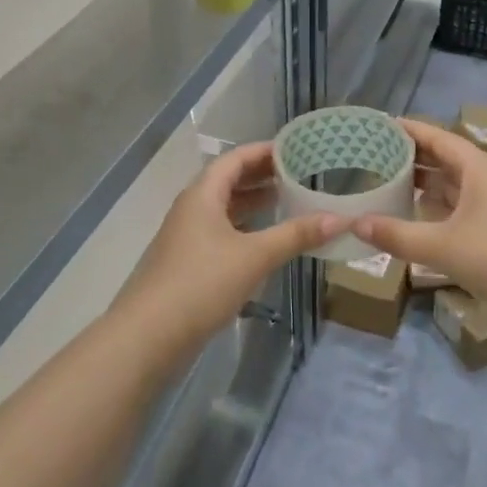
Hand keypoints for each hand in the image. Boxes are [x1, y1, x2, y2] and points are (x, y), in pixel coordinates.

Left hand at [120, 143, 342, 342]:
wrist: (147, 337)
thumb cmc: (201, 284)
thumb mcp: (254, 257)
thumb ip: (295, 235)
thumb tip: (339, 219)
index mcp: (202, 195)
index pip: (235, 159)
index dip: (265, 151)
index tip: (296, 149)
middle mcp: (191, 208)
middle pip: (228, 180)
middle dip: (262, 175)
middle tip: (299, 173)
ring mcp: (186, 237)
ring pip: (224, 208)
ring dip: (253, 202)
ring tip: (288, 201)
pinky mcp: (187, 263)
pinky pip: (220, 232)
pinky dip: (244, 228)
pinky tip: (264, 241)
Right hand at [351, 119, 486, 329]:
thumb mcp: (443, 247)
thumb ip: (397, 235)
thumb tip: (355, 224)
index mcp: (478, 167)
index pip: (437, 137)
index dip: (408, 130)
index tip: (377, 125)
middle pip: (443, 157)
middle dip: (410, 156)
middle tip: (371, 155)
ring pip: (452, 182)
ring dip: (422, 182)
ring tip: (385, 181)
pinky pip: (459, 203)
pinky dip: (436, 204)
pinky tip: (413, 214)